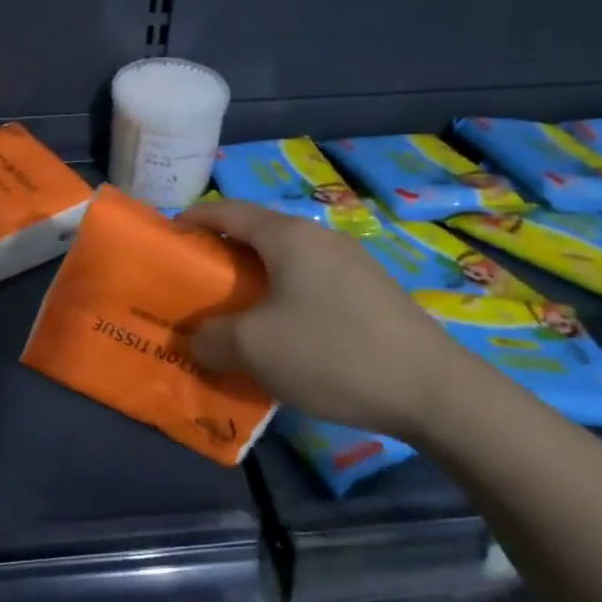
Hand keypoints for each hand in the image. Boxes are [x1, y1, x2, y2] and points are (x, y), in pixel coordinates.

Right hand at [179, 200, 476, 436]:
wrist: (433, 390)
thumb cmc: (331, 352)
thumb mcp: (253, 348)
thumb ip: (211, 338)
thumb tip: (199, 339)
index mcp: (289, 236)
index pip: (228, 211)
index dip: (194, 219)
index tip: (169, 238)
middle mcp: (321, 238)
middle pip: (258, 236)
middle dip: (222, 257)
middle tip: (197, 288)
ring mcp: (352, 264)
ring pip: (287, 263)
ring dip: (254, 283)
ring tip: (236, 317)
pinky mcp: (372, 293)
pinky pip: (312, 285)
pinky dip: (284, 300)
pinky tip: (284, 337)